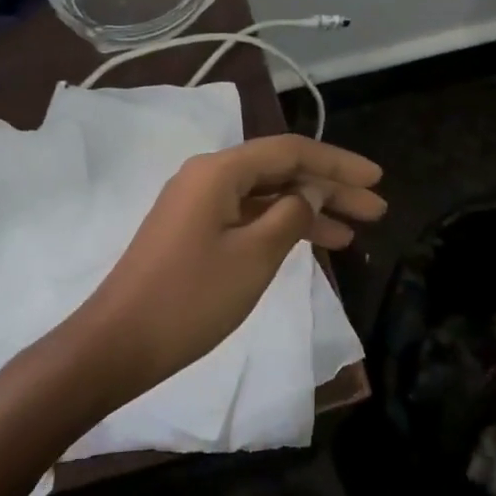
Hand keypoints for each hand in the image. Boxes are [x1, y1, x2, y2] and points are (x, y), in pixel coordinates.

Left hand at [73, 135, 386, 399]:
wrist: (118, 344)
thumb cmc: (191, 298)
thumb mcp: (254, 256)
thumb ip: (291, 215)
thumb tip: (310, 192)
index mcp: (219, 171)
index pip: (291, 151)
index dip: (338, 163)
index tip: (377, 180)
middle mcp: (207, 177)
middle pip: (280, 171)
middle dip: (329, 188)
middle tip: (376, 210)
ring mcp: (198, 206)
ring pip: (265, 197)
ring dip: (308, 211)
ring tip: (355, 233)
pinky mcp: (193, 232)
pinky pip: (247, 218)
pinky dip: (280, 227)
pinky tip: (309, 243)